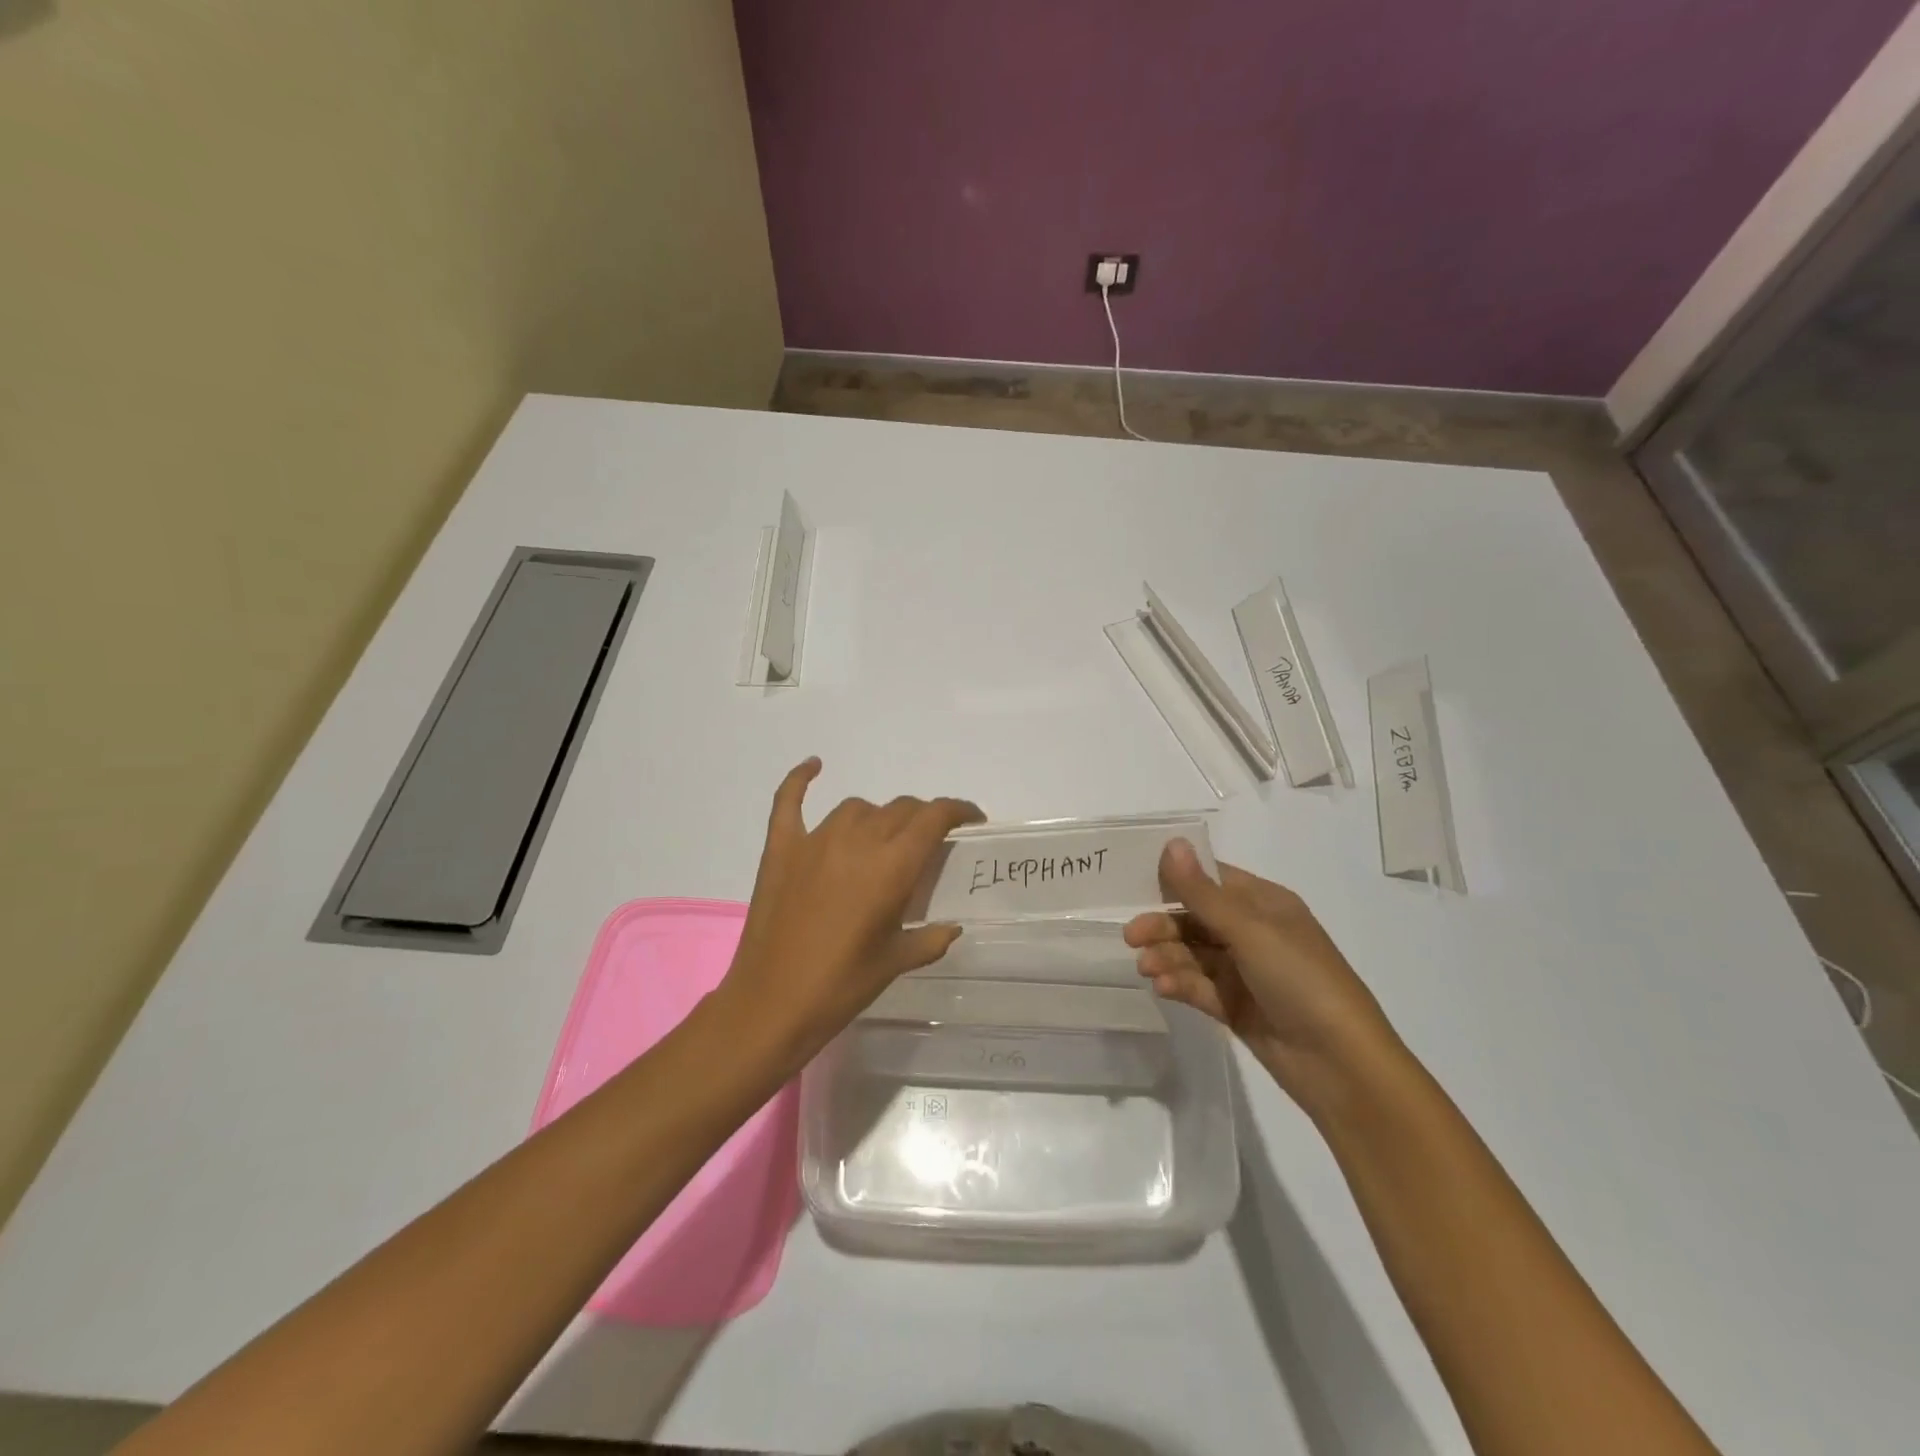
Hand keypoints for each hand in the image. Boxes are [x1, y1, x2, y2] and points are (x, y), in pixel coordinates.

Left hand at [719, 758, 983, 1064]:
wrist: (772, 1004)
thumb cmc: (842, 986)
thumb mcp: (896, 962)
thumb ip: (930, 938)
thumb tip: (951, 926)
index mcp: (892, 866)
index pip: (934, 817)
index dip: (958, 810)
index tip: (971, 819)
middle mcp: (858, 840)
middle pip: (900, 809)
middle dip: (922, 819)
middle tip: (928, 844)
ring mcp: (815, 840)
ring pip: (858, 808)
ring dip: (878, 818)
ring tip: (881, 842)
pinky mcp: (782, 848)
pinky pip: (790, 801)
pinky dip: (800, 780)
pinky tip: (814, 765)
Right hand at [1123, 839, 1397, 1098]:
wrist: (1340, 1063)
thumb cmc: (1300, 979)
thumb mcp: (1249, 930)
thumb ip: (1202, 892)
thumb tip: (1172, 843)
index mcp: (1264, 904)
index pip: (1212, 879)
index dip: (1176, 878)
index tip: (1134, 884)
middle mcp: (1254, 933)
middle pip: (1196, 918)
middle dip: (1164, 925)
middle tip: (1131, 936)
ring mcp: (1245, 972)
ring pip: (1193, 954)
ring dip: (1167, 956)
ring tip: (1146, 968)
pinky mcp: (1236, 1006)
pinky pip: (1199, 986)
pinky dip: (1179, 983)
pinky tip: (1163, 986)